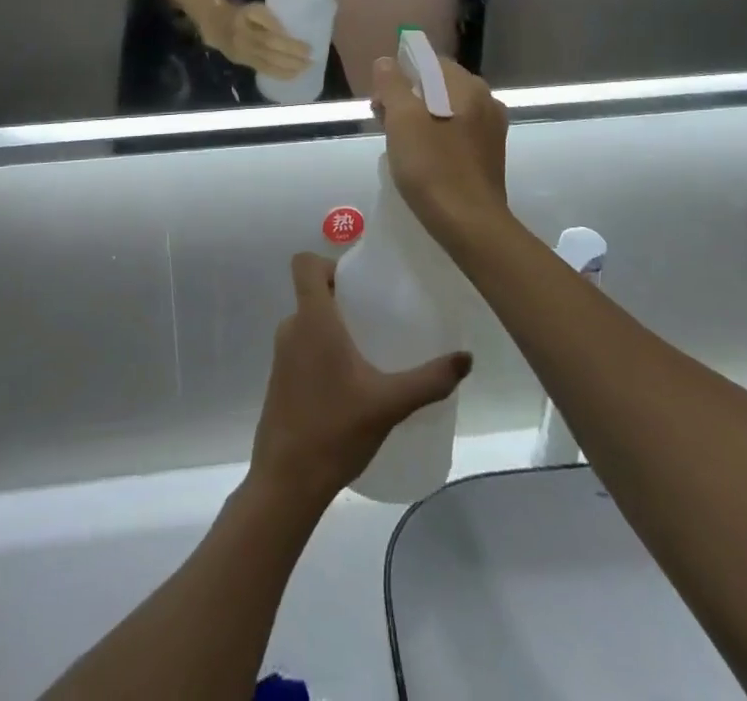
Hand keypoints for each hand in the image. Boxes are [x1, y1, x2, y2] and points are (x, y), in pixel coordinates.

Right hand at [203, 1, 310, 79]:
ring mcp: (245, 56)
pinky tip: (294, 75)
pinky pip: (264, 71)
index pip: (271, 38)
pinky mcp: (246, 64)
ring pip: (268, 65)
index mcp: (249, 30)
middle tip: (312, 60)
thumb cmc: (242, 15)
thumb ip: (269, 19)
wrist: (217, 26)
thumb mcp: (254, 9)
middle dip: (293, 59)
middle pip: (271, 54)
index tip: (308, 48)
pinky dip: (280, 74)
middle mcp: (246, 45)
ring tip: (306, 69)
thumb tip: (284, 32)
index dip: (289, 45)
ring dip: (289, 68)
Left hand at [250, 254, 471, 508]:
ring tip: (370, 349)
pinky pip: (302, 348)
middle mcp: (291, 329)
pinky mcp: (279, 381)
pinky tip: (351, 382)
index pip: (303, 264)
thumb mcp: (389, 403)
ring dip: (334, 327)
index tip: (359, 283)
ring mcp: (281, 356)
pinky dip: (323, 351)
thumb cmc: (334, 430)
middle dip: (343, 298)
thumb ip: (429, 379)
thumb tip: (467, 359)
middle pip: (311, 293)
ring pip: (308, 323)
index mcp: (312, 320)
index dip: (328, 262)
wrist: (286, 484)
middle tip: (378, 315)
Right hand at [370, 54, 510, 240]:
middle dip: (408, 97)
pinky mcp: (489, 153)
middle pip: (438, 84)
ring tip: (399, 142)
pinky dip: (437, 134)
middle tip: (384, 122)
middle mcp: (486, 100)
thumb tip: (387, 62)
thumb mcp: (402, 120)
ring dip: (421, 117)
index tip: (380, 100)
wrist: (470, 224)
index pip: (428, 61)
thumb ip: (392, 85)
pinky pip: (457, 130)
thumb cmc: (432, 167)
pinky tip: (423, 157)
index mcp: (467, 86)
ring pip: (447, 108)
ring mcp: (491, 128)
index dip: (399, 74)